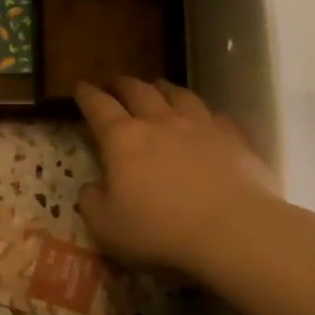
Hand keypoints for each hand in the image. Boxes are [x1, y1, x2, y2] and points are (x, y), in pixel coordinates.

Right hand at [74, 78, 277, 276]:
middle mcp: (160, 122)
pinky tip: (207, 119)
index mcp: (123, 139)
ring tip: (158, 87)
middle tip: (115, 83)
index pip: (98, 106)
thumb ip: (91, 202)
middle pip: (138, 91)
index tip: (80, 87)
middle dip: (122, 84)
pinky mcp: (234, 138)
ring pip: (178, 95)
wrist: (233, 230)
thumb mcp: (106, 226)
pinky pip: (216, 116)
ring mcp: (201, 126)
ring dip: (163, 88)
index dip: (87, 95)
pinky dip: (205, 114)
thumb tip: (92, 187)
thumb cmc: (159, 230)